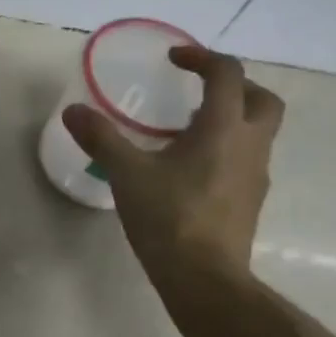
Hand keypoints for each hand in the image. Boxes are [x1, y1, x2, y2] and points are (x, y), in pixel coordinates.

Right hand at [61, 42, 283, 286]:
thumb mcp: (127, 174)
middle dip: (235, 86)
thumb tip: (73, 111)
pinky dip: (226, 151)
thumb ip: (101, 138)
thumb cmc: (169, 218)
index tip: (174, 60)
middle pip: (261, 99)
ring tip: (187, 132)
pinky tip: (191, 171)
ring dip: (231, 120)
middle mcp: (250, 145)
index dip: (202, 58)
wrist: (204, 278)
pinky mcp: (250, 202)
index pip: (227, 74)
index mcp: (224, 127)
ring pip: (257, 132)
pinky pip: (245, 161)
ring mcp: (256, 176)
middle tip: (199, 91)